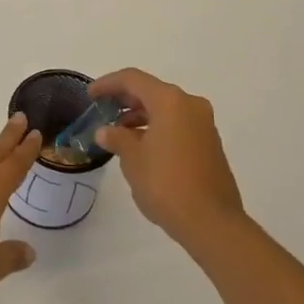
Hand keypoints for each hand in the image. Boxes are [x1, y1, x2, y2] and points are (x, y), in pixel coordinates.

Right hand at [92, 68, 244, 249]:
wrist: (213, 223)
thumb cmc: (167, 184)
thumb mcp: (133, 160)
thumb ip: (117, 138)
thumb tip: (106, 131)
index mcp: (170, 101)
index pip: (133, 79)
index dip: (108, 84)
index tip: (90, 95)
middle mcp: (190, 104)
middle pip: (151, 91)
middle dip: (125, 99)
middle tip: (102, 110)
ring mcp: (203, 124)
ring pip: (165, 108)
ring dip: (141, 115)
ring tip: (118, 132)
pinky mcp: (210, 143)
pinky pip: (177, 124)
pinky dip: (157, 127)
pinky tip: (142, 146)